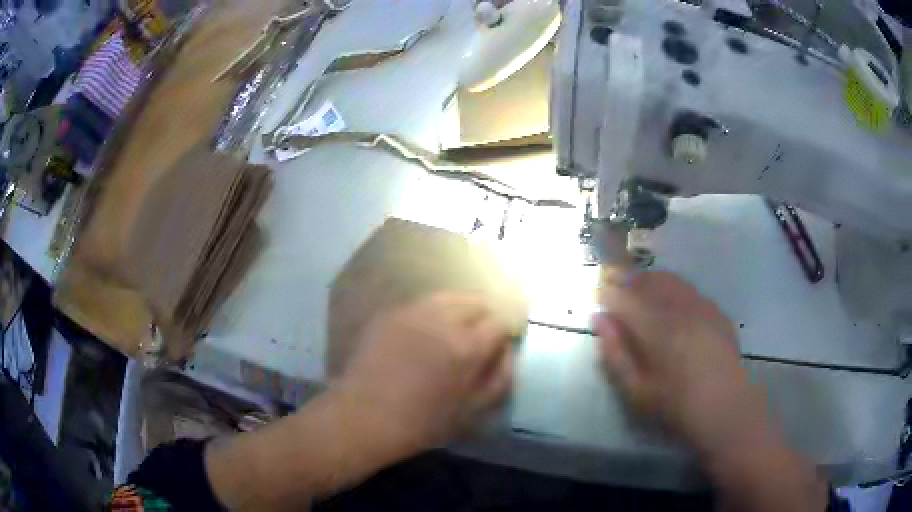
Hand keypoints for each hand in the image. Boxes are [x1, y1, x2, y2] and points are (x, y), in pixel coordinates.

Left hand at [332, 292, 514, 458]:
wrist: (365, 416)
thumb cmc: (422, 422)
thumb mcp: (472, 410)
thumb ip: (500, 377)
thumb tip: (507, 351)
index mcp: (467, 346)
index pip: (500, 321)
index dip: (505, 333)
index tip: (500, 345)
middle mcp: (442, 319)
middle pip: (476, 300)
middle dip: (484, 316)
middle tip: (478, 339)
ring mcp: (412, 312)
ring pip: (448, 297)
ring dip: (459, 310)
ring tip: (452, 333)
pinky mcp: (390, 313)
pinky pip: (422, 304)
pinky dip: (432, 314)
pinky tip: (424, 335)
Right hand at [594, 269, 770, 460]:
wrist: (726, 407)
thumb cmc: (676, 405)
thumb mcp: (637, 391)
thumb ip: (615, 354)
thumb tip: (599, 320)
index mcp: (658, 328)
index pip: (624, 296)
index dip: (606, 293)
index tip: (597, 298)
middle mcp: (680, 308)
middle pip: (648, 280)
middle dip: (627, 281)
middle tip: (616, 294)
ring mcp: (702, 306)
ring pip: (670, 280)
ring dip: (650, 281)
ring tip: (641, 295)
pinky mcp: (716, 310)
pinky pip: (689, 289)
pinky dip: (673, 290)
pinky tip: (672, 307)